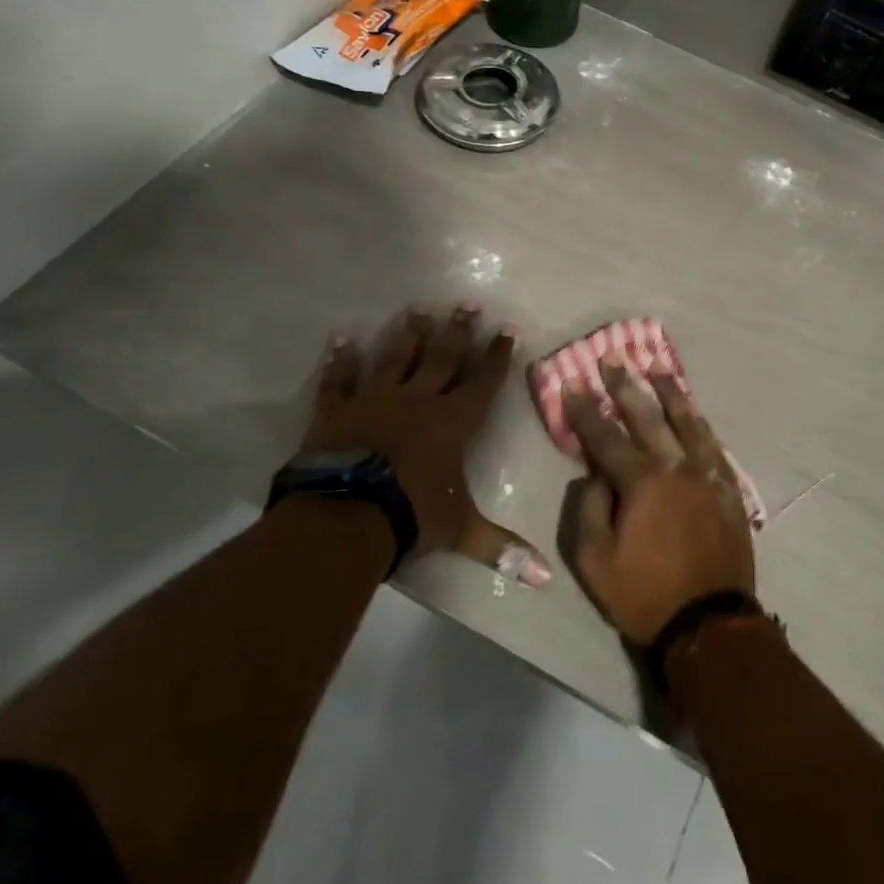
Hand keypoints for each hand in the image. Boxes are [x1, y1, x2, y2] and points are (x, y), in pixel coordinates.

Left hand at [304, 305, 549, 584]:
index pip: (482, 381)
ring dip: (410, 333)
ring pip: (397, 357)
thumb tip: (545, 579)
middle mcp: (418, 399)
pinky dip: (340, 359)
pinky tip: (341, 338)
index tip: (507, 329)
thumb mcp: (461, 530)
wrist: (347, 514)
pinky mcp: (338, 408)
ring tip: (420, 307)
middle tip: (468, 304)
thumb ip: (500, 548)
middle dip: (459, 331)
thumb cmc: (412, 514)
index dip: (496, 356)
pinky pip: (340, 378)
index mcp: (453, 422)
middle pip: (444, 357)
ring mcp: (376, 398)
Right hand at [566, 360, 756, 644]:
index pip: (606, 437)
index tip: (572, 382)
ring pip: (687, 422)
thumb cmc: (645, 594)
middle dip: (626, 386)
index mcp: (641, 482)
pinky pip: (714, 447)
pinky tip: (695, 413)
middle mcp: (676, 467)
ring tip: (658, 367)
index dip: (585, 410)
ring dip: (670, 392)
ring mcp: (707, 476)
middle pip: (648, 417)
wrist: (710, 623)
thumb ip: (589, 510)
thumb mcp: (595, 561)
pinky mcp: (729, 490)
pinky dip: (701, 425)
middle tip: (613, 359)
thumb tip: (594, 476)